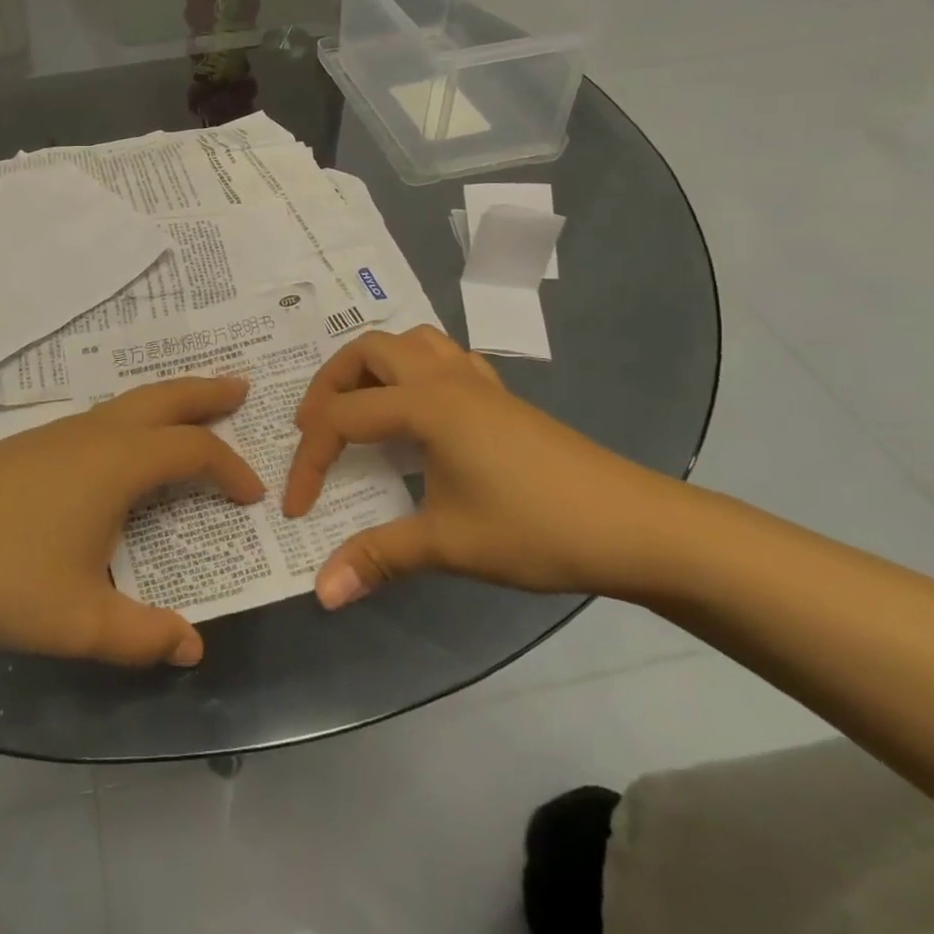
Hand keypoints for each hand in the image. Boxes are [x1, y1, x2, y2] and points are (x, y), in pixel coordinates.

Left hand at [0, 377, 261, 666]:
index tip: (252, 496)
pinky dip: (132, 419)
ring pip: (127, 404)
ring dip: (167, 403)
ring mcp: (56, 434)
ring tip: (189, 413)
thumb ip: (142, 637)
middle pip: (164, 398)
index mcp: (118, 463)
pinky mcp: (27, 445)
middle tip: (241, 389)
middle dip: (206, 393)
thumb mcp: (79, 621)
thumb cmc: (0, 577)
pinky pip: (99, 419)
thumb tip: (192, 649)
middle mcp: (94, 434)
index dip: (230, 469)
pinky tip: (119, 448)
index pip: (194, 452)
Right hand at [283, 327, 673, 607]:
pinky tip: (418, 407)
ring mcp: (475, 380)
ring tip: (358, 407)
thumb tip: (321, 592)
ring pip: (407, 341)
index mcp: (424, 404)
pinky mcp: (499, 394)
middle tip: (313, 430)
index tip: (297, 508)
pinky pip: (443, 356)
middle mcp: (442, 377)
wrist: (636, 526)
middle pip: (365, 352)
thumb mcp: (449, 545)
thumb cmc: (536, 528)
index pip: (342, 418)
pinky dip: (414, 368)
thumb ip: (378, 557)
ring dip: (371, 366)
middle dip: (327, 386)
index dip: (310, 462)